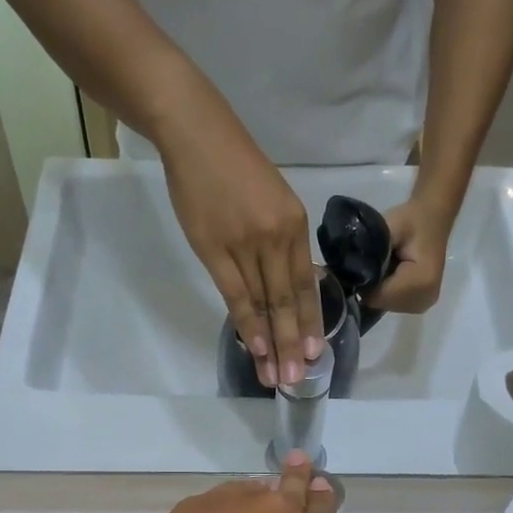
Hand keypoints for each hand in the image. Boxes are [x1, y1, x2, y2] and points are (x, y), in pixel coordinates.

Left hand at [95, 451, 351, 512]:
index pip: (323, 509)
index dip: (324, 497)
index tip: (322, 485)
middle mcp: (275, 510)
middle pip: (293, 483)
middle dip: (299, 472)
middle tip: (299, 460)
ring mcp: (235, 500)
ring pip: (257, 486)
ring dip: (263, 488)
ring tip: (261, 490)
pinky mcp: (199, 502)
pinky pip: (224, 494)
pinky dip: (229, 501)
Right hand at [160, 102, 322, 386]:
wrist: (197, 134)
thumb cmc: (233, 164)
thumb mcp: (272, 197)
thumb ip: (281, 239)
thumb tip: (284, 279)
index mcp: (295, 225)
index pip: (306, 284)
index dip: (312, 321)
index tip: (316, 353)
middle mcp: (278, 238)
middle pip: (290, 300)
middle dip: (296, 343)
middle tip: (299, 378)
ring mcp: (248, 245)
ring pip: (266, 304)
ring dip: (273, 343)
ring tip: (278, 376)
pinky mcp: (216, 250)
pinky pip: (237, 296)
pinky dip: (249, 324)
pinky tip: (257, 348)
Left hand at [366, 193, 455, 314]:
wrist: (434, 217)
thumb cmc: (412, 219)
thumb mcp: (389, 227)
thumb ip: (371, 250)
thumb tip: (347, 273)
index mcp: (422, 281)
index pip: (378, 296)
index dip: (364, 280)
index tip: (362, 261)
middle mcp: (425, 298)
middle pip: (380, 302)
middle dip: (371, 285)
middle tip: (374, 260)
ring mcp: (423, 303)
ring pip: (384, 304)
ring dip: (378, 288)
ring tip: (385, 265)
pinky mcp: (420, 304)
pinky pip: (392, 303)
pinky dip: (386, 291)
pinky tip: (390, 274)